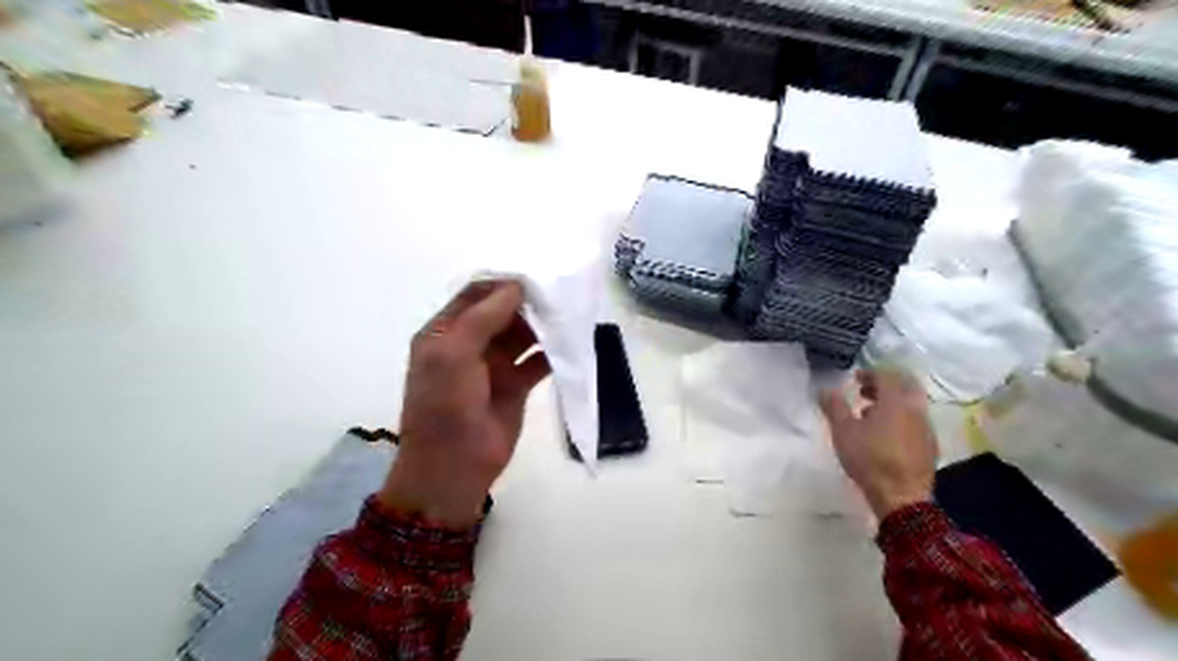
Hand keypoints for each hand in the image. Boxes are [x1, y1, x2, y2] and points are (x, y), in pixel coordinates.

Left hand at [386, 279, 556, 526]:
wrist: (453, 467)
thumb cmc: (445, 406)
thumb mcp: (453, 355)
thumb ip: (484, 317)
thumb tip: (517, 286)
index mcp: (446, 333)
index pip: (475, 295)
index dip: (501, 283)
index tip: (534, 273)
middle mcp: (470, 344)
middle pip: (502, 312)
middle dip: (527, 301)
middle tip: (559, 289)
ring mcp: (494, 365)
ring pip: (522, 334)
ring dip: (542, 324)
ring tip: (569, 311)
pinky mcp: (516, 386)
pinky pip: (537, 360)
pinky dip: (553, 351)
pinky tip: (572, 340)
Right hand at [822, 370, 939, 518]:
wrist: (901, 497)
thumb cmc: (869, 459)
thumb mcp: (843, 431)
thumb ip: (834, 407)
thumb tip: (825, 389)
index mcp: (895, 402)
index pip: (887, 376)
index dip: (870, 373)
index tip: (855, 379)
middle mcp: (915, 410)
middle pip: (905, 386)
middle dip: (885, 385)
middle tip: (866, 392)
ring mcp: (926, 428)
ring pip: (912, 404)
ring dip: (893, 402)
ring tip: (870, 414)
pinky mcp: (930, 446)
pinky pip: (916, 422)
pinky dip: (901, 419)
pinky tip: (886, 435)